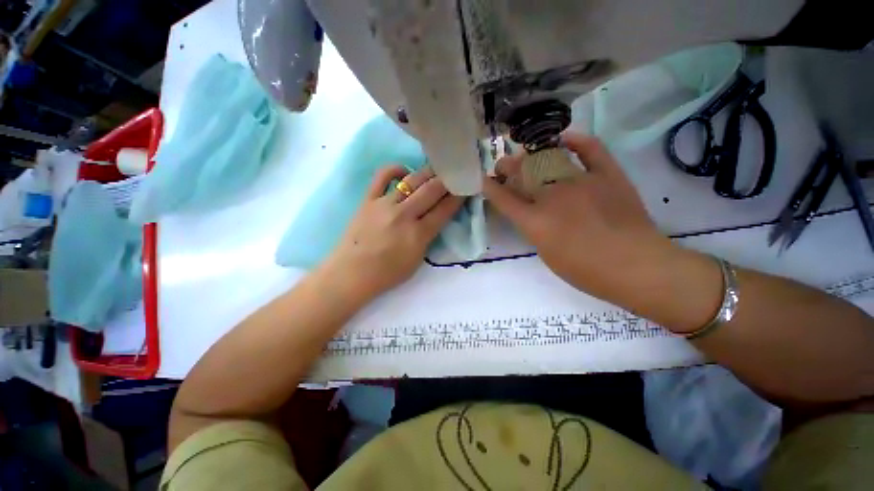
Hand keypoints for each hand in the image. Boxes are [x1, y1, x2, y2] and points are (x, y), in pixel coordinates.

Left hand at [321, 165, 463, 301]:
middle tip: (455, 174)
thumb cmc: (387, 274)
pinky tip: (405, 171)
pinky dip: (396, 169)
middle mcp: (404, 215)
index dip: (458, 197)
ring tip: (437, 169)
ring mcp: (385, 204)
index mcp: (418, 234)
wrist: (351, 274)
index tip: (465, 188)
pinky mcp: (368, 199)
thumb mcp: (417, 260)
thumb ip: (428, 237)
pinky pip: (382, 176)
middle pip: (432, 190)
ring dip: (428, 173)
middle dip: (447, 180)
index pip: (444, 209)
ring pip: (412, 180)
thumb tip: (436, 217)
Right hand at [483, 133, 676, 303]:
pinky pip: (590, 149)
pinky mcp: (607, 175)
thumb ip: (534, 229)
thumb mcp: (547, 254)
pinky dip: (577, 140)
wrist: (636, 267)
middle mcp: (552, 197)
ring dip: (532, 155)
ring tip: (527, 155)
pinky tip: (565, 138)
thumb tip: (530, 212)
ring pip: (549, 159)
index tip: (484, 179)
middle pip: (522, 173)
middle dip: (507, 166)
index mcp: (535, 221)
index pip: (504, 199)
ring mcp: (581, 182)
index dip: (490, 187)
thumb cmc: (586, 271)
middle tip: (503, 165)